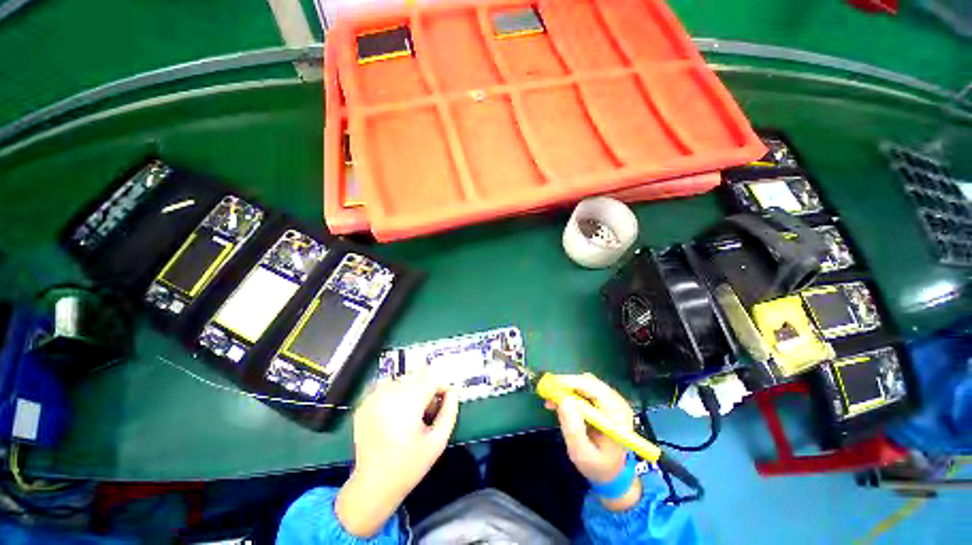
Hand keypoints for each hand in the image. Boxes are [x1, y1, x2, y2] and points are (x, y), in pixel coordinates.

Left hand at [336, 372, 458, 536]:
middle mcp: (388, 396)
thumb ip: (449, 411)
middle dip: (428, 387)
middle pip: (417, 376)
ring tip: (412, 411)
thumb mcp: (438, 441)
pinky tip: (396, 414)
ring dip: (412, 389)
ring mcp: (373, 399)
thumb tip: (454, 390)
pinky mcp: (363, 405)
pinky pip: (386, 388)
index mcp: (407, 404)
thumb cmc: (410, 465)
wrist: (373, 486)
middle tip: (430, 408)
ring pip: (402, 380)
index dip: (442, 385)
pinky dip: (396, 394)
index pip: (432, 378)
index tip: (446, 398)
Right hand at [545, 373, 641, 510]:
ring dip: (567, 388)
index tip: (551, 386)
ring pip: (585, 383)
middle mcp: (617, 403)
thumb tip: (563, 400)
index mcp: (617, 417)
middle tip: (547, 393)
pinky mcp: (604, 400)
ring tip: (552, 402)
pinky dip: (570, 392)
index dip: (572, 383)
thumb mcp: (582, 454)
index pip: (595, 390)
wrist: (611, 472)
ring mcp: (612, 400)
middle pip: (589, 382)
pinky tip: (560, 403)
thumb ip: (573, 429)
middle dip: (566, 385)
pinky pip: (585, 388)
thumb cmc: (597, 466)